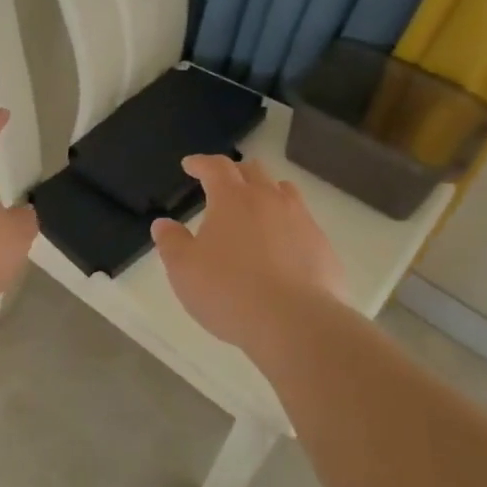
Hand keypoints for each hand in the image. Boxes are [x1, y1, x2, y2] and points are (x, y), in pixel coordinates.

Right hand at [150, 154, 345, 355]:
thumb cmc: (229, 291)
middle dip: (234, 172)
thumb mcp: (184, 269)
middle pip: (253, 171)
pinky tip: (280, 246)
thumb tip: (164, 224)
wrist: (296, 323)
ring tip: (255, 206)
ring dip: (266, 192)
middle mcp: (269, 200)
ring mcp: (301, 221)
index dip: (201, 163)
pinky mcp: (323, 246)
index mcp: (232, 199)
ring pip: (284, 192)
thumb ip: (171, 242)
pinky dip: (287, 224)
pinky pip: (302, 222)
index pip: (216, 167)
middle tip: (221, 183)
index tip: (190, 165)